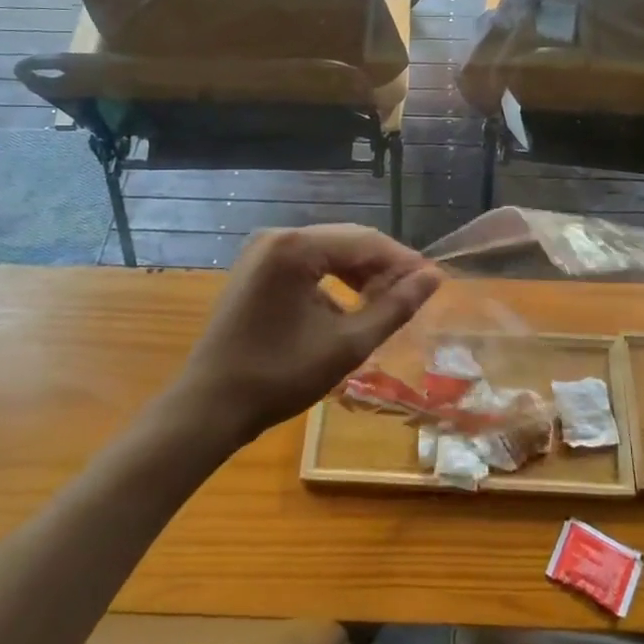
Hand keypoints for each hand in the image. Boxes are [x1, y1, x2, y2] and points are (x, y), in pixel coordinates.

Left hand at [176, 225, 440, 447]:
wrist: (209, 407)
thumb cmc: (279, 376)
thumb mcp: (347, 344)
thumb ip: (394, 307)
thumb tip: (434, 278)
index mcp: (296, 247)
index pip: (366, 241)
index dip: (403, 261)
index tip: (433, 283)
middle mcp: (277, 236)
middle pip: (346, 241)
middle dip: (382, 267)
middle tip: (413, 295)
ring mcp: (261, 251)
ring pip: (327, 251)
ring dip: (358, 274)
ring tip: (386, 303)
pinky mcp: (255, 269)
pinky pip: (306, 263)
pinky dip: (332, 281)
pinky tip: (348, 307)